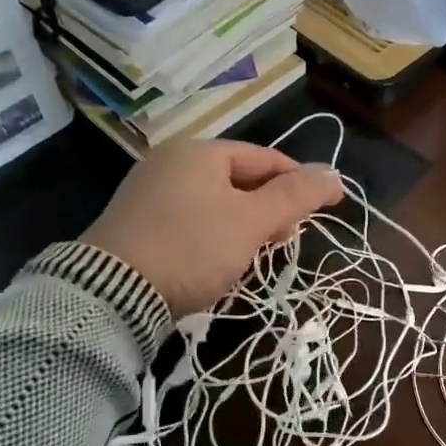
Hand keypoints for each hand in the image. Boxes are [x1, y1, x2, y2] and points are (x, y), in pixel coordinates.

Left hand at [81, 140, 342, 316]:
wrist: (111, 294)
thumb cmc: (192, 247)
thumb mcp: (251, 222)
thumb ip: (295, 197)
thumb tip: (334, 175)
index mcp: (200, 152)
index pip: (265, 158)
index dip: (299, 181)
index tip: (324, 208)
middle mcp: (171, 162)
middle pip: (239, 178)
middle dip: (269, 208)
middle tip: (285, 240)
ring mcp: (149, 192)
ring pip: (215, 201)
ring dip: (243, 224)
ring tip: (255, 254)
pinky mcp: (136, 223)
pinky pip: (190, 219)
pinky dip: (213, 234)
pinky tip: (217, 260)